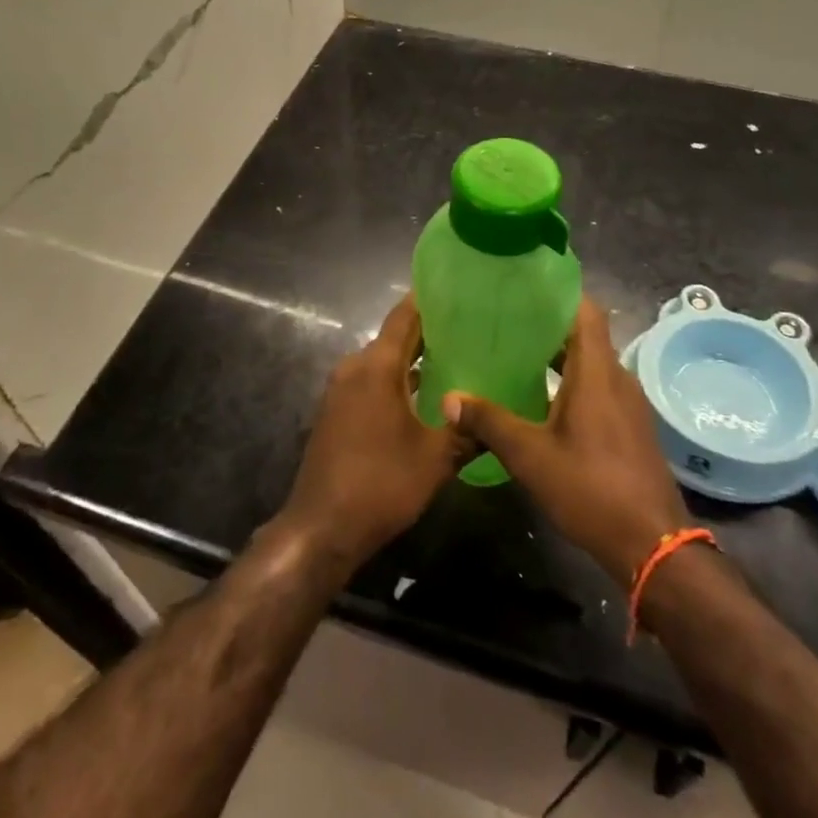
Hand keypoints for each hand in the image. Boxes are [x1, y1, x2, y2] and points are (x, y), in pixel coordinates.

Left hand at [276, 295, 462, 569]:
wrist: (321, 528)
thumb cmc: (381, 484)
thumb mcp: (435, 460)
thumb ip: (467, 432)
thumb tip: (495, 418)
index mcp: (377, 366)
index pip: (404, 317)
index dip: (428, 300)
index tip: (457, 290)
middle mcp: (354, 368)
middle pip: (393, 337)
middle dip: (428, 332)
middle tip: (468, 330)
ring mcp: (340, 390)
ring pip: (382, 361)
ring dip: (412, 359)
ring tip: (453, 360)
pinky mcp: (336, 411)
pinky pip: (370, 381)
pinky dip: (395, 379)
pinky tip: (423, 395)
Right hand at [445, 298, 691, 583]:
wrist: (652, 545)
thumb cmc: (590, 489)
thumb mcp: (530, 456)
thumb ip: (489, 422)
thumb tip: (450, 398)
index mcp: (596, 372)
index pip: (585, 310)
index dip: (558, 293)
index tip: (523, 288)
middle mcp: (617, 378)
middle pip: (585, 335)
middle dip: (547, 326)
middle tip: (505, 324)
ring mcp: (628, 404)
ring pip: (591, 363)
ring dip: (559, 357)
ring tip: (516, 357)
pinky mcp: (630, 427)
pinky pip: (599, 387)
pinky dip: (572, 382)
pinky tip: (542, 400)